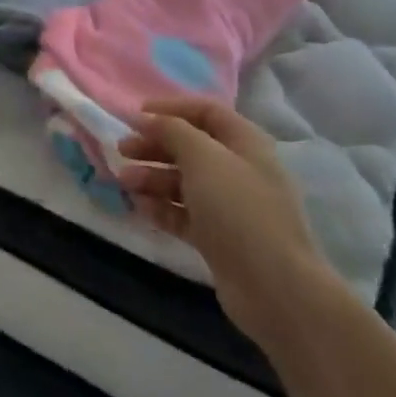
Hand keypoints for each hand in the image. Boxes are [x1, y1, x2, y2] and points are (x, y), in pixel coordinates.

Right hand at [117, 97, 335, 348]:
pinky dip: (162, 207)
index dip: (171, 108)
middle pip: (190, 147)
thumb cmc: (238, 209)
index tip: (136, 115)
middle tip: (122, 150)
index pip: (206, 112)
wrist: (274, 288)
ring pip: (184, 182)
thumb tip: (148, 118)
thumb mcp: (203, 157)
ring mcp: (230, 207)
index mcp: (245, 143)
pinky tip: (140, 207)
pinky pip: (184, 214)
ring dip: (152, 177)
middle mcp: (239, 170)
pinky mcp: (219, 238)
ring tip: (125, 183)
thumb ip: (172, 130)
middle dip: (154, 145)